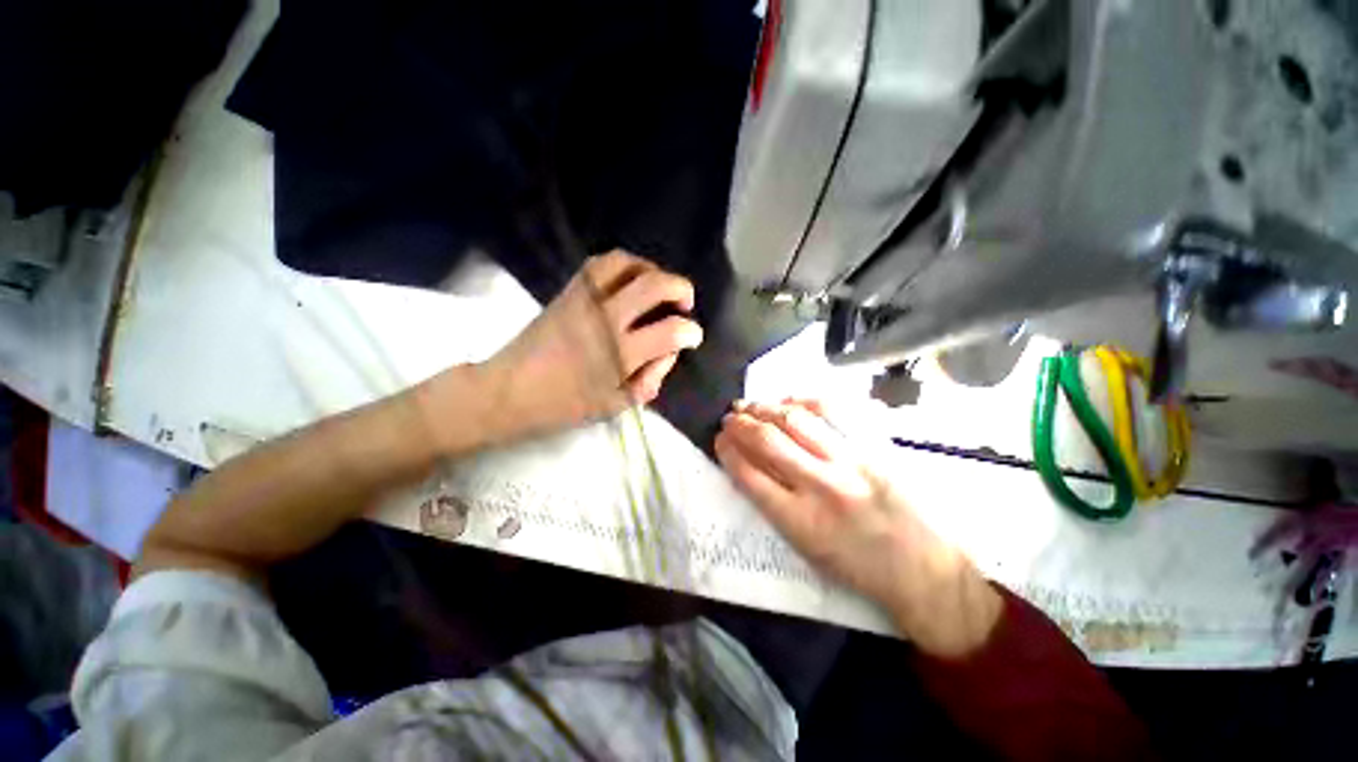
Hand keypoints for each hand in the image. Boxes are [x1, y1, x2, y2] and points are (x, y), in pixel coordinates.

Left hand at [479, 251, 702, 440]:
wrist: (509, 391)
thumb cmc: (563, 406)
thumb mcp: (614, 406)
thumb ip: (648, 381)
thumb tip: (668, 354)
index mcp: (618, 355)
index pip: (669, 332)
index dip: (691, 332)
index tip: (694, 336)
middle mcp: (604, 319)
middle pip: (652, 285)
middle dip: (680, 288)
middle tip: (686, 302)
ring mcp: (583, 300)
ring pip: (624, 263)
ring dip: (651, 268)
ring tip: (659, 285)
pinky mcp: (567, 291)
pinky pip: (598, 264)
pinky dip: (623, 265)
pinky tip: (630, 280)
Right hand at [715, 399, 1001, 656]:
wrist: (924, 570)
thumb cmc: (858, 568)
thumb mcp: (806, 549)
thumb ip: (775, 506)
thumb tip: (751, 467)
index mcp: (799, 522)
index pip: (749, 475)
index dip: (728, 452)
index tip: (720, 441)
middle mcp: (820, 488)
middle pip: (767, 442)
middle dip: (740, 425)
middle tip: (729, 418)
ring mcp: (848, 464)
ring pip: (795, 421)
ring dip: (765, 408)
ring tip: (750, 404)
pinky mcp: (871, 450)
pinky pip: (833, 414)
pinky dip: (805, 401)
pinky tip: (789, 399)